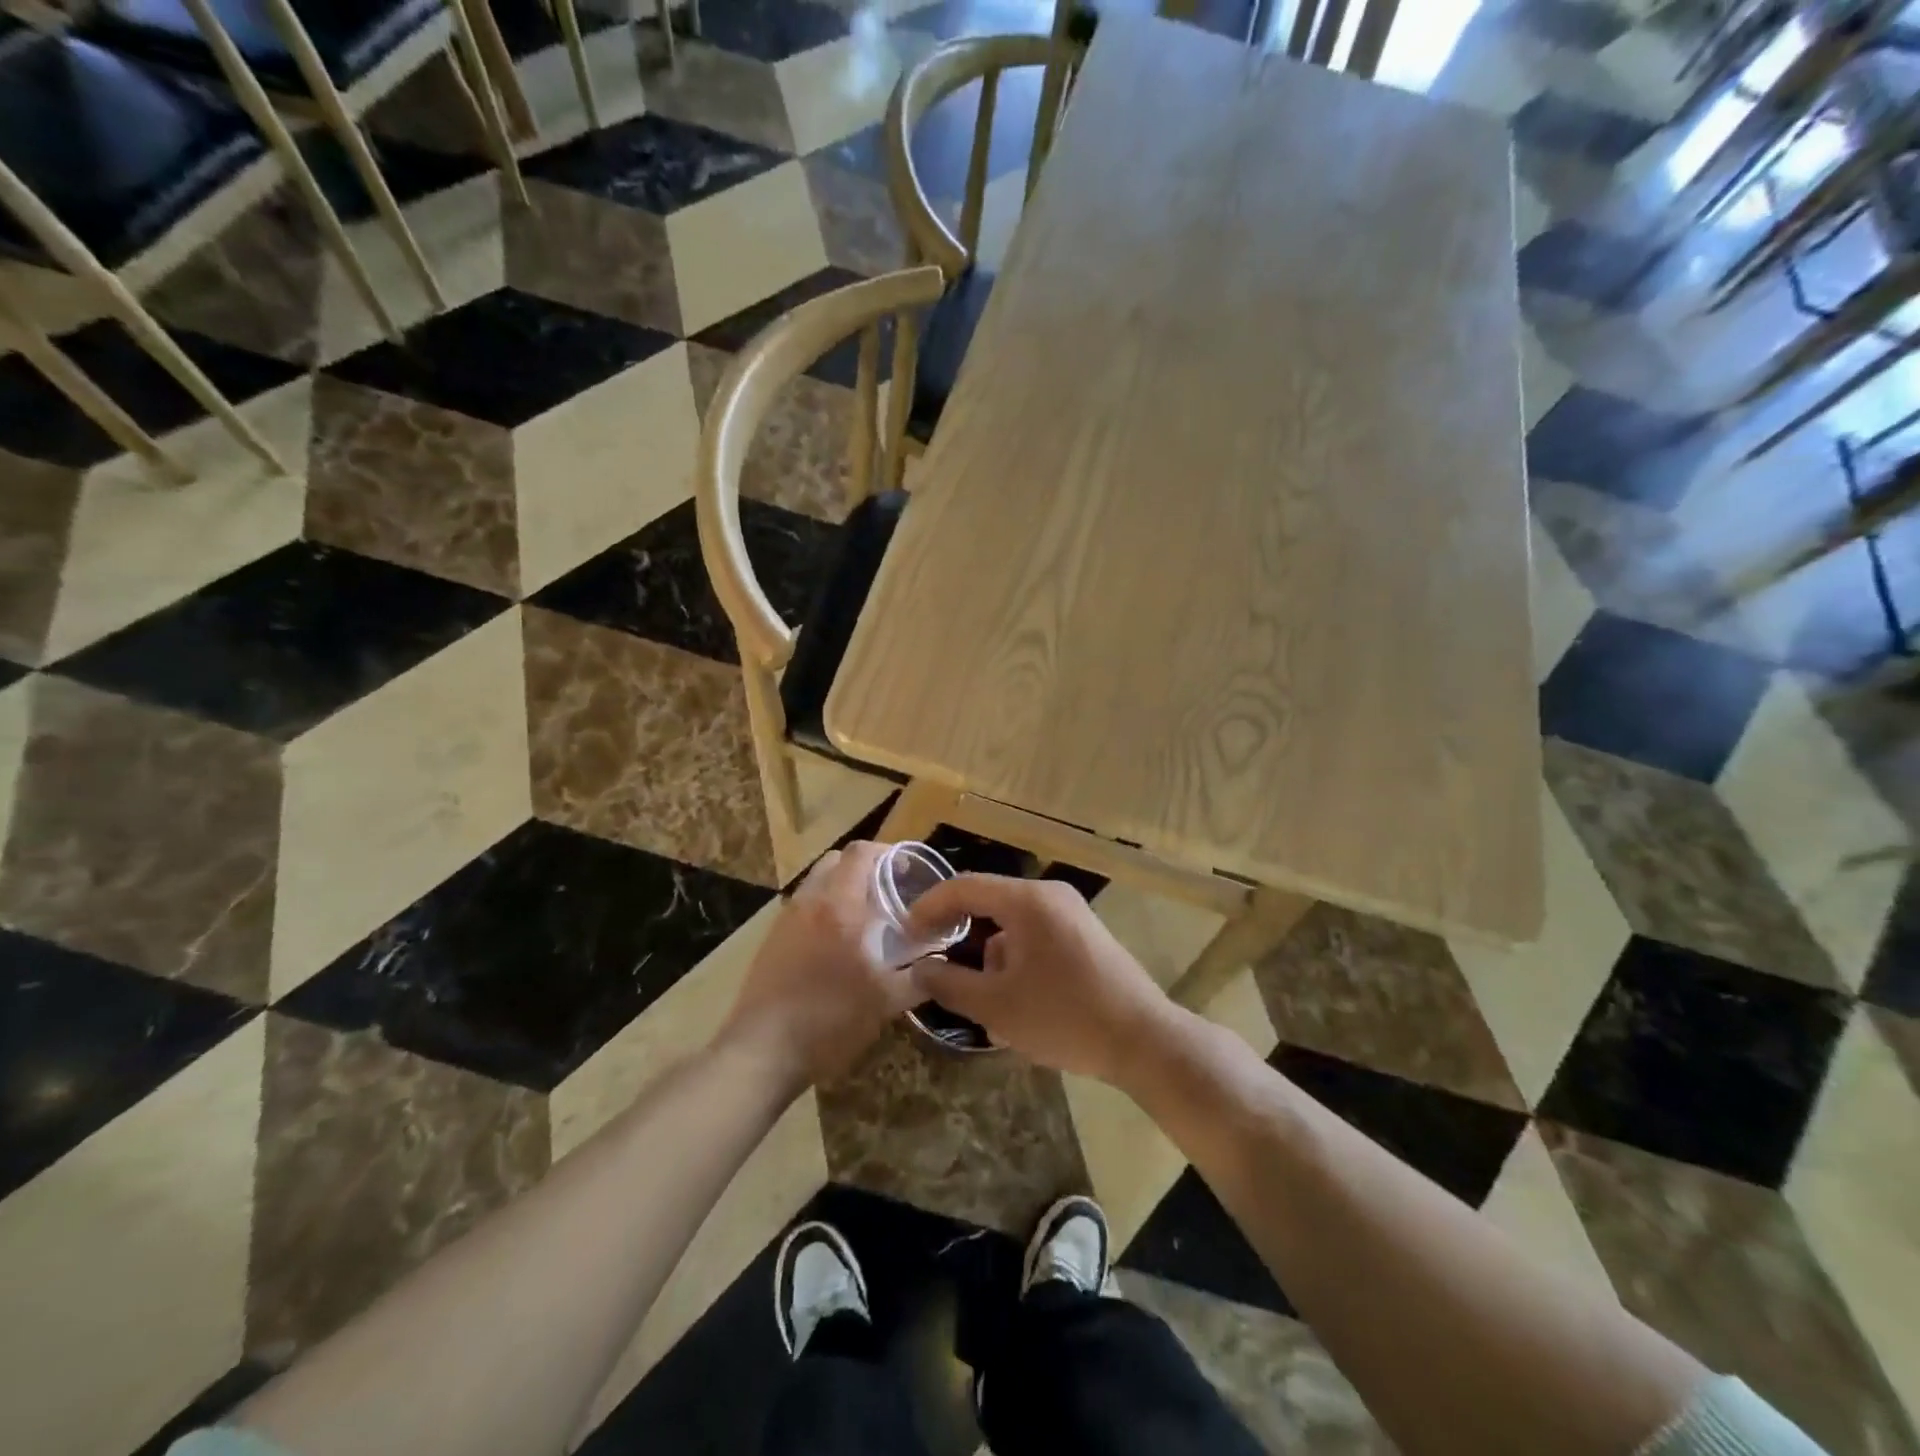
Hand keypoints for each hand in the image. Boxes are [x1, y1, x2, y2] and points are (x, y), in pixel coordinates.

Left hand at [718, 842, 924, 1089]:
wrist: (761, 1052)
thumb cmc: (828, 1021)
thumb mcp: (885, 1003)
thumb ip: (918, 979)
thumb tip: (940, 967)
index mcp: (840, 906)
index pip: (861, 852)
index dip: (887, 851)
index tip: (908, 868)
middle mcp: (809, 902)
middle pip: (836, 860)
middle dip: (864, 866)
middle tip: (888, 890)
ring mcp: (785, 919)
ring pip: (816, 882)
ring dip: (842, 887)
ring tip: (864, 917)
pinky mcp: (771, 940)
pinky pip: (802, 907)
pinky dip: (823, 909)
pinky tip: (836, 944)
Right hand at [906, 875, 1174, 1081]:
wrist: (1144, 1041)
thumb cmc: (1065, 1018)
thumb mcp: (997, 1008)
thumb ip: (950, 985)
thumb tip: (920, 970)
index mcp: (1027, 901)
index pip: (964, 887)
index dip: (929, 907)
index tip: (905, 933)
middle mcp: (1050, 896)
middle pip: (989, 904)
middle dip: (960, 936)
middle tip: (935, 965)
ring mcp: (1072, 914)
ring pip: (1012, 925)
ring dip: (990, 957)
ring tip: (984, 1004)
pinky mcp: (1085, 936)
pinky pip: (1036, 937)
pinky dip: (1017, 961)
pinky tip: (1017, 1005)